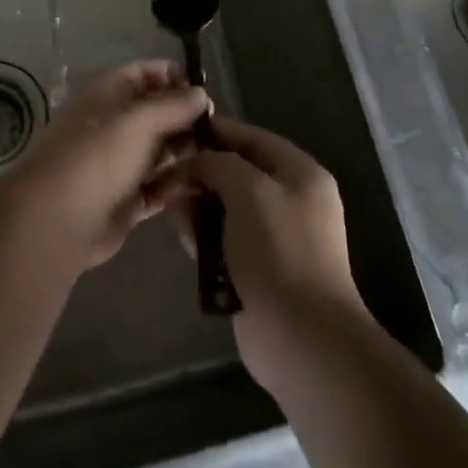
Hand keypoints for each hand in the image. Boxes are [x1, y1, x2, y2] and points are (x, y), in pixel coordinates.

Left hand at [2, 60, 209, 269]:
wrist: (57, 220)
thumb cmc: (97, 155)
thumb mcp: (139, 120)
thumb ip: (174, 105)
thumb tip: (201, 93)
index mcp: (109, 94)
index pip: (146, 74)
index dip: (175, 77)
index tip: (206, 90)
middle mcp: (114, 124)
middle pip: (157, 113)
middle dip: (187, 117)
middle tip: (222, 128)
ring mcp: (120, 163)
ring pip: (161, 150)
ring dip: (188, 150)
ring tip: (222, 155)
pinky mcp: (128, 199)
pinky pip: (160, 186)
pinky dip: (179, 183)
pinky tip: (206, 183)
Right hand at [160, 116, 370, 392]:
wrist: (303, 338)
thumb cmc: (279, 251)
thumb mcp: (249, 191)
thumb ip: (219, 164)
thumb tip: (196, 163)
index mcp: (300, 174)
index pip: (253, 138)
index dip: (217, 131)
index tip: (179, 129)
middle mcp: (291, 200)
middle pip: (238, 173)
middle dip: (202, 171)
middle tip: (164, 171)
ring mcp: (275, 238)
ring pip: (227, 207)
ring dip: (197, 203)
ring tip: (165, 201)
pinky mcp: (257, 269)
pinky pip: (224, 239)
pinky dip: (202, 234)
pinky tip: (177, 230)